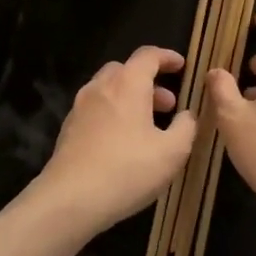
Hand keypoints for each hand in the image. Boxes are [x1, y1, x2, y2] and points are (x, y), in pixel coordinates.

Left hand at [32, 46, 196, 237]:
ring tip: (148, 126)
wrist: (70, 199)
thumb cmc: (127, 170)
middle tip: (168, 104)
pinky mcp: (68, 129)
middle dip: (149, 82)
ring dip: (130, 98)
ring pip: (108, 89)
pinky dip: (113, 113)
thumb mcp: (172, 152)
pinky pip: (96, 109)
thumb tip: (187, 115)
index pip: (148, 55)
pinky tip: (123, 142)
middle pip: (125, 70)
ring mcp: (80, 107)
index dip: (167, 57)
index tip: (182, 65)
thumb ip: (186, 127)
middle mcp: (101, 87)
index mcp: (127, 84)